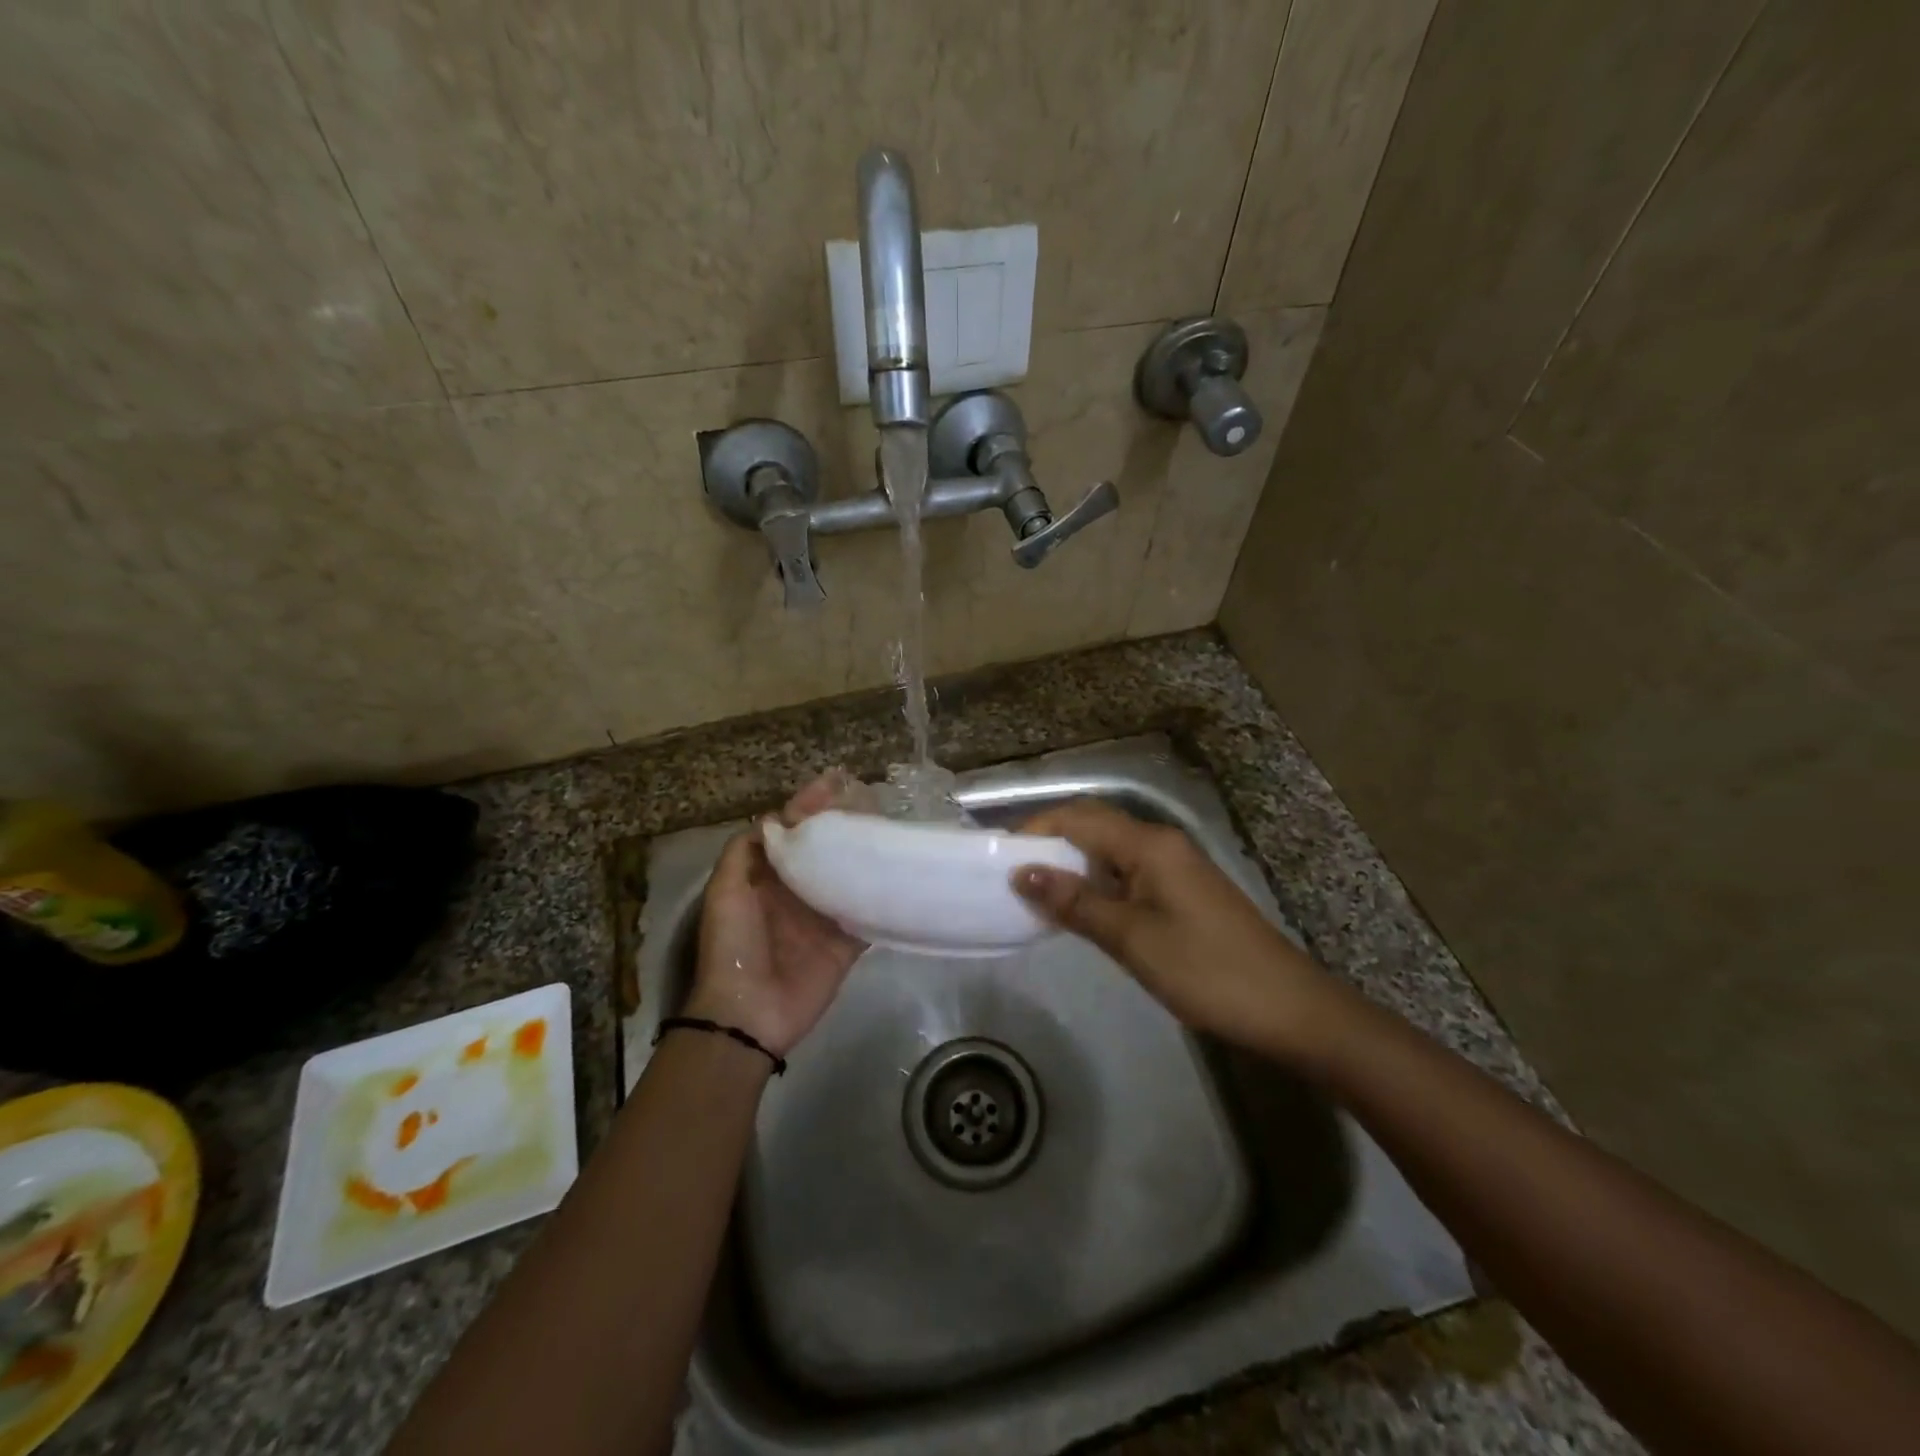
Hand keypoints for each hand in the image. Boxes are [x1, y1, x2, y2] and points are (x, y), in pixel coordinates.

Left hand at [685, 774, 866, 1057]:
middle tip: (874, 800)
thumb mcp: (725, 891)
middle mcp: (798, 892)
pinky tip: (901, 874)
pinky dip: (882, 898)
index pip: (794, 832)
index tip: (836, 782)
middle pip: (827, 850)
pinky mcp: (845, 945)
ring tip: (892, 826)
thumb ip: (745, 851)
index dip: (811, 806)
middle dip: (846, 825)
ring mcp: (824, 919)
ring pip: (850, 878)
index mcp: (769, 878)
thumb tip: (777, 819)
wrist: (749, 1013)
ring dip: (867, 855)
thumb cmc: (734, 945)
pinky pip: (867, 916)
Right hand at [1011, 799, 1335, 1062]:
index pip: (1078, 818)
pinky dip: (1097, 882)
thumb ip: (1076, 903)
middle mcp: (1161, 842)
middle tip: (1012, 875)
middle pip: (1094, 825)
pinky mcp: (1182, 891)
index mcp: (1149, 844)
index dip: (1035, 831)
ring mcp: (1175, 866)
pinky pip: (1128, 871)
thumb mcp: (1132, 939)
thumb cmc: (1206, 970)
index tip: (998, 859)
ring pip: (1110, 849)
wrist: (1289, 1008)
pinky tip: (1081, 909)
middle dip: (1051, 842)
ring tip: (1036, 893)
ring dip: (1073, 863)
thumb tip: (1021, 873)